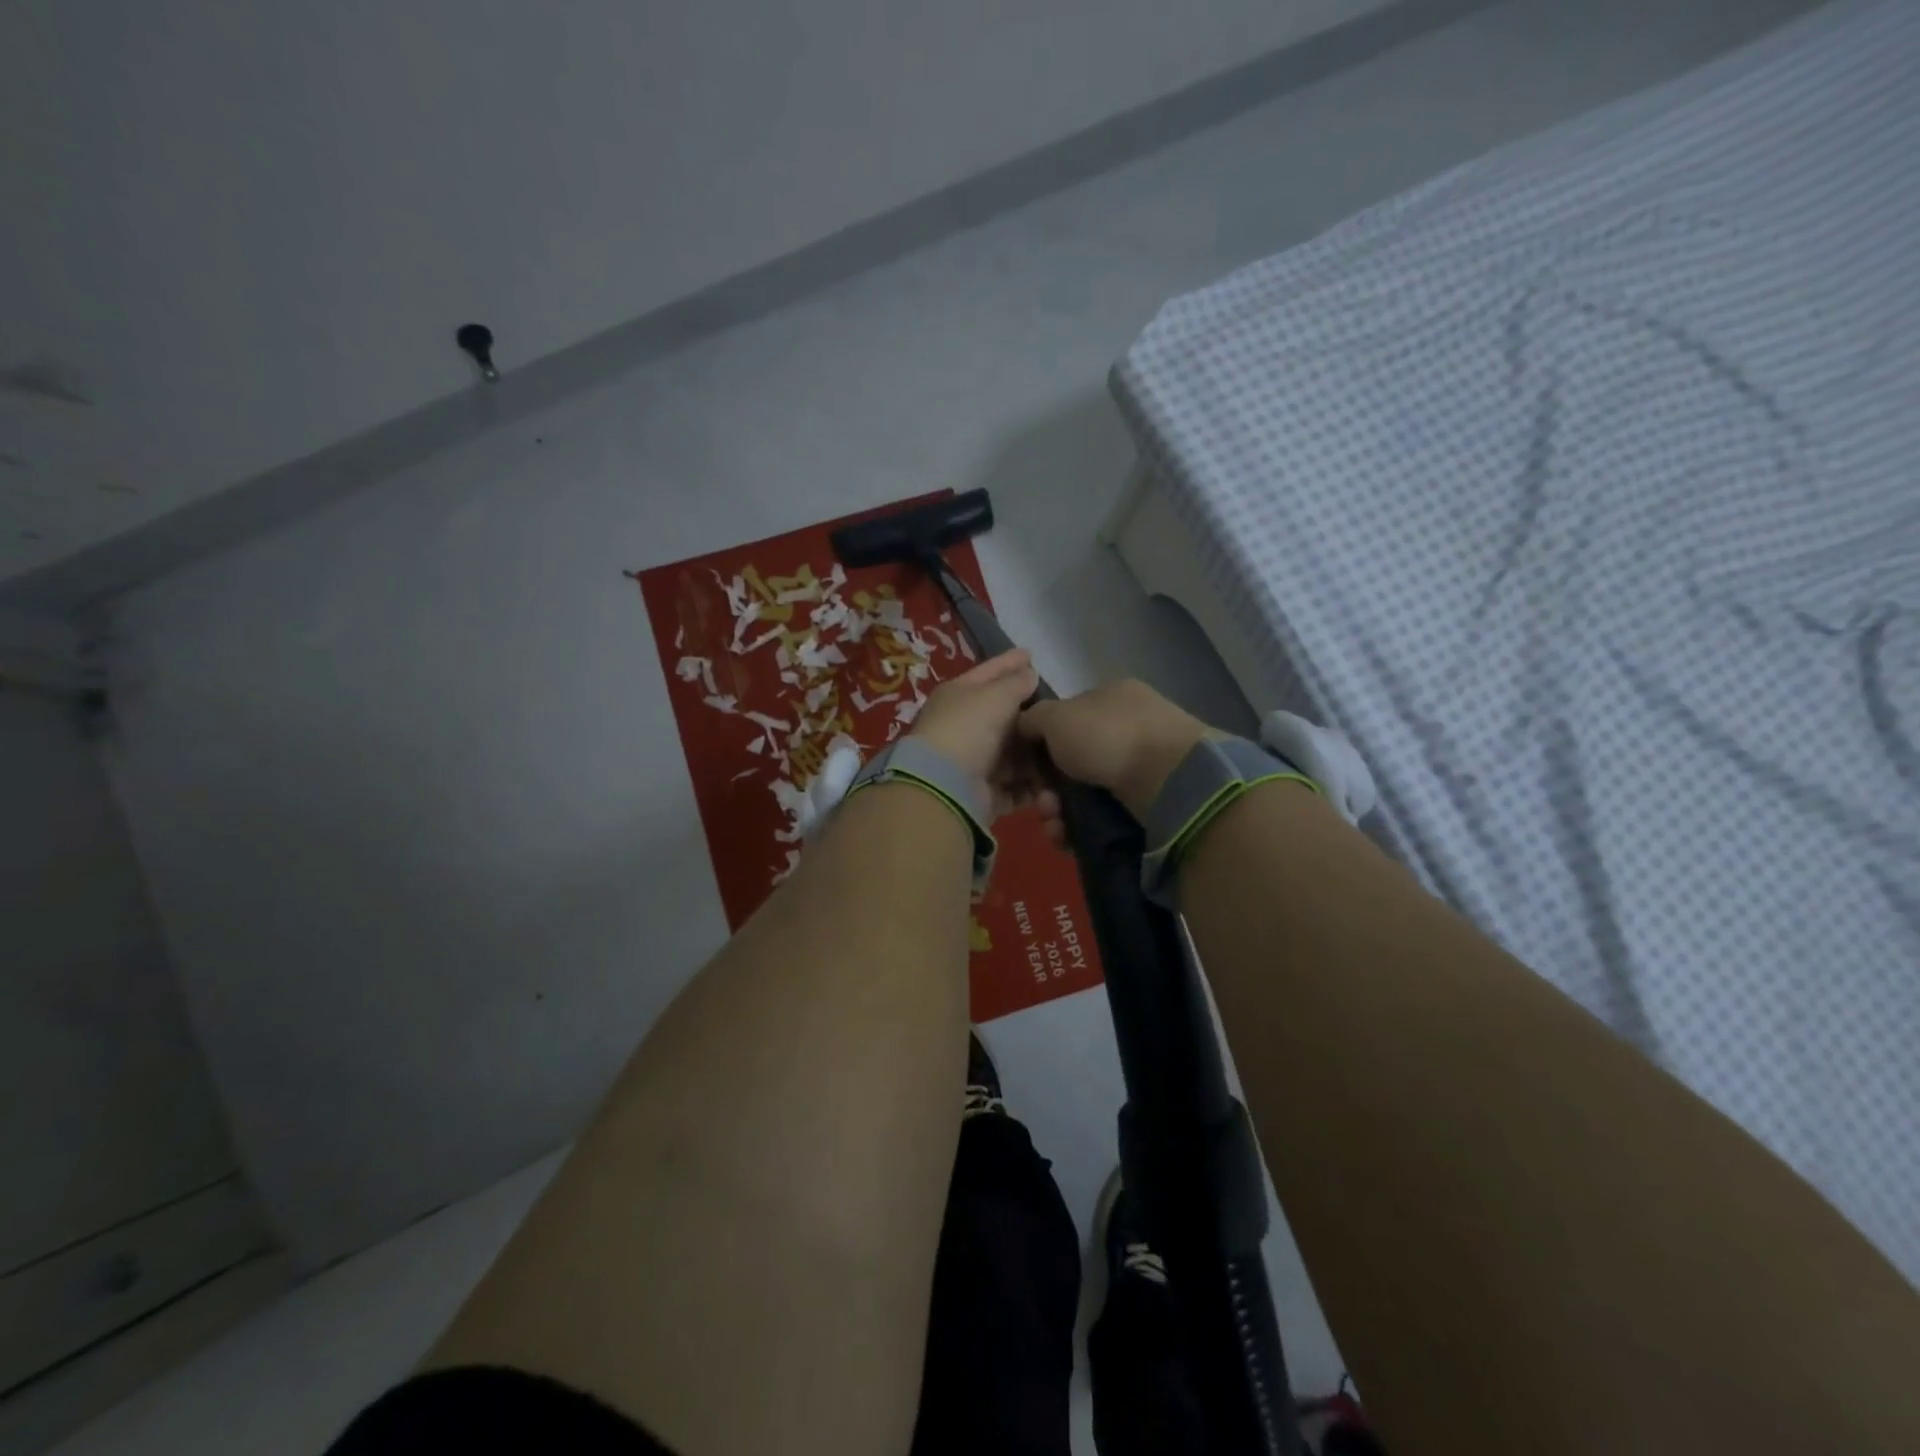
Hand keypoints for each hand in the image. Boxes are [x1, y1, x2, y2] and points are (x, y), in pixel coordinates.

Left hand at [907, 650, 1046, 818]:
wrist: (944, 784)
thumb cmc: (968, 728)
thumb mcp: (995, 695)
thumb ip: (1016, 683)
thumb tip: (1028, 673)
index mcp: (958, 695)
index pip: (988, 672)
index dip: (1009, 662)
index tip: (1030, 653)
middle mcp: (963, 726)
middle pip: (1001, 715)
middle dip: (1028, 713)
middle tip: (1057, 706)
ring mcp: (973, 761)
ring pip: (1011, 753)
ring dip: (1035, 754)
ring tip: (1063, 748)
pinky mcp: (983, 792)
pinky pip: (1014, 786)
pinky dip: (1032, 786)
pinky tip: (1054, 782)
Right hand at [1017, 679, 1212, 823]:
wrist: (1169, 779)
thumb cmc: (1107, 736)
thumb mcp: (1057, 716)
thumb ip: (1034, 718)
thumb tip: (1025, 726)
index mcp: (1112, 697)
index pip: (1069, 716)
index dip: (1043, 742)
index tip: (1029, 766)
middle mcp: (1129, 727)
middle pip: (1074, 760)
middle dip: (1049, 787)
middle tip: (1043, 803)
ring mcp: (1144, 765)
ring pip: (1086, 792)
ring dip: (1060, 811)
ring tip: (1054, 826)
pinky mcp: (1151, 802)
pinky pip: (1104, 815)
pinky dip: (1081, 827)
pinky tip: (1068, 838)